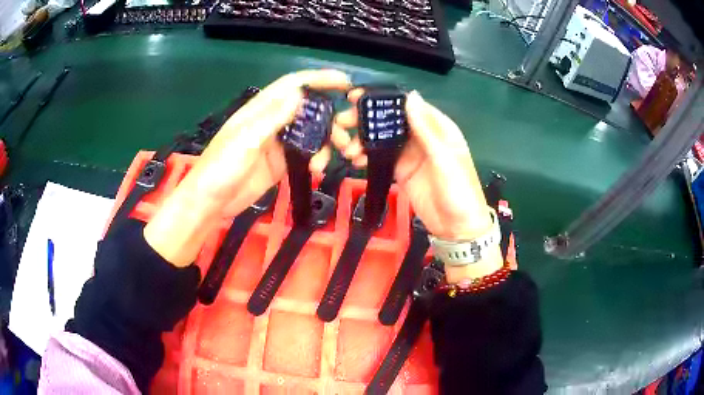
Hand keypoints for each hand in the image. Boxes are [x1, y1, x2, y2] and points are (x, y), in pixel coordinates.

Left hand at [144, 70, 350, 265]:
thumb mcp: (245, 141)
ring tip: (338, 151)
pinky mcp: (281, 162)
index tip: (344, 82)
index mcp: (260, 110)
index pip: (293, 85)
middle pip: (307, 109)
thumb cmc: (221, 167)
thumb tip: (298, 94)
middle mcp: (272, 122)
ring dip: (327, 139)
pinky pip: (305, 153)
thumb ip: (271, 118)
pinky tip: (319, 167)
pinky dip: (317, 157)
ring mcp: (277, 143)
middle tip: (348, 127)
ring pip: (310, 132)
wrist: (212, 202)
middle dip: (330, 114)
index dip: (318, 79)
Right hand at [333, 89, 501, 281]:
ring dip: (363, 139)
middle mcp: (421, 136)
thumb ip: (426, 129)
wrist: (457, 228)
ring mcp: (410, 154)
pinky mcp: (401, 171)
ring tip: (348, 148)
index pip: (408, 105)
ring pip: (382, 138)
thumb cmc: (458, 190)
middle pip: (391, 120)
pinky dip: (367, 156)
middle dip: (367, 119)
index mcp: (437, 127)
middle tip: (343, 122)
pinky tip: (355, 159)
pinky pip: (381, 158)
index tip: (357, 98)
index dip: (384, 99)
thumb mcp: (444, 158)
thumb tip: (410, 96)